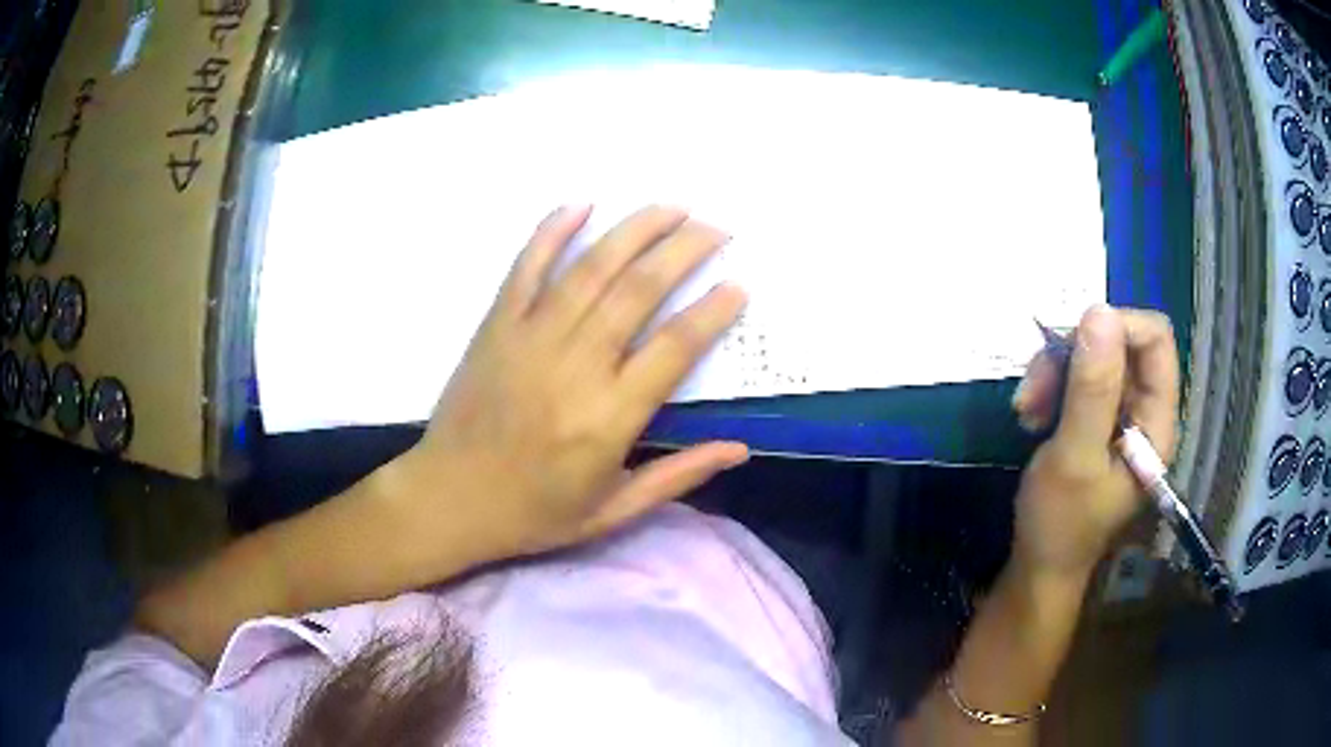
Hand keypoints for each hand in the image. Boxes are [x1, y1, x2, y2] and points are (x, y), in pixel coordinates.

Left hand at [382, 205, 748, 568]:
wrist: (449, 499)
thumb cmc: (534, 513)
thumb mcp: (614, 512)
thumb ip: (678, 477)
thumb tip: (740, 449)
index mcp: (608, 417)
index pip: (675, 347)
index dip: (712, 311)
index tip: (738, 285)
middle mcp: (574, 366)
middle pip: (638, 290)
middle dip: (683, 250)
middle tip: (716, 229)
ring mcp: (530, 338)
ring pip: (591, 269)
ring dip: (635, 230)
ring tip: (672, 207)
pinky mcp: (496, 326)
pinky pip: (527, 268)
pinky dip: (553, 232)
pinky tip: (581, 204)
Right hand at [1008, 306, 1180, 580]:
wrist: (1040, 566)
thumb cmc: (1060, 524)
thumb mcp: (1075, 457)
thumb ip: (1091, 389)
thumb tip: (1098, 310)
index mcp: (1157, 422)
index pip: (1154, 339)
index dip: (1115, 328)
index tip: (1068, 347)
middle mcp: (1146, 410)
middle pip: (1120, 343)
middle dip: (1073, 355)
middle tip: (1033, 388)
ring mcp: (1122, 414)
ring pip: (1094, 357)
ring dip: (1054, 372)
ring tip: (1025, 408)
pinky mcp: (1099, 419)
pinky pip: (1079, 378)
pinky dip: (1051, 386)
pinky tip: (1031, 415)